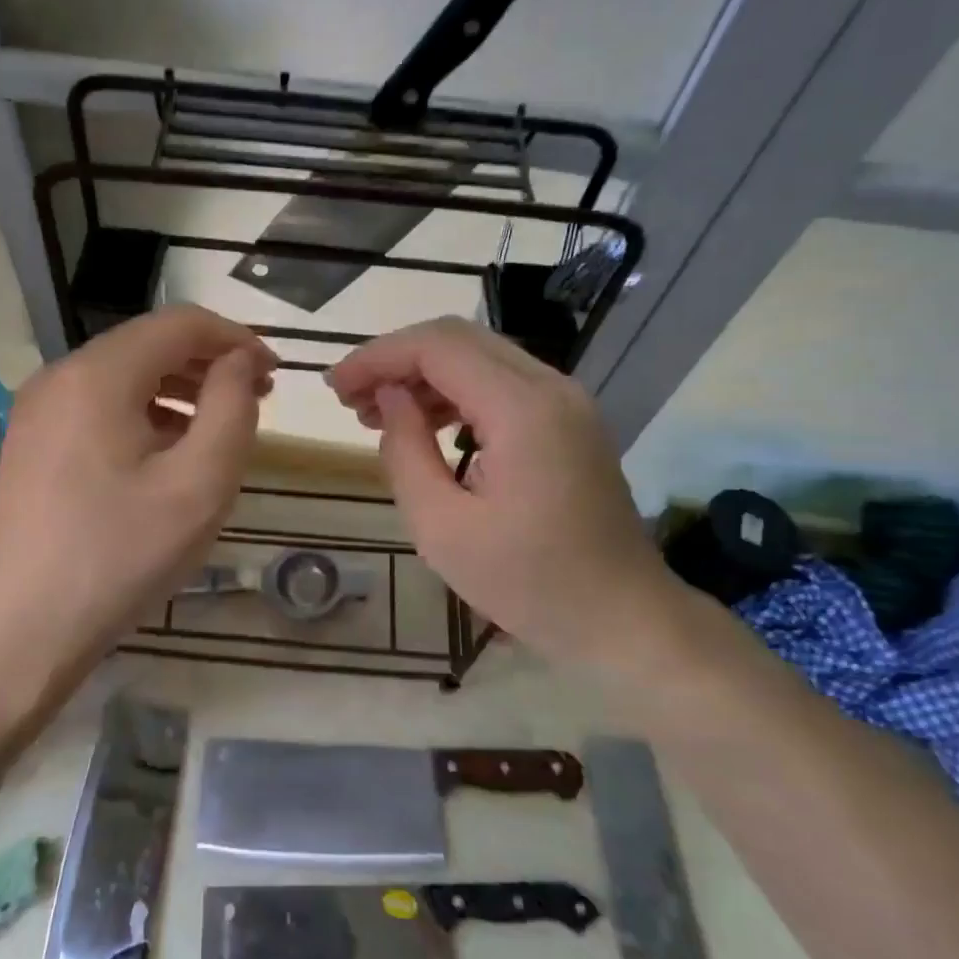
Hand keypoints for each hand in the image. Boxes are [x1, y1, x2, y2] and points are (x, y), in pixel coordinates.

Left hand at [0, 307, 273, 678]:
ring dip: (179, 389)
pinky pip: (99, 406)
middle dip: (208, 364)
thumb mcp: (199, 485)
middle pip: (149, 344)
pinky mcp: (32, 442)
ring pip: (124, 375)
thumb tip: (238, 362)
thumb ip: (231, 409)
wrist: (22, 630)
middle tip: (255, 401)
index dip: (235, 339)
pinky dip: (144, 413)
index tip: (274, 374)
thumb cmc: (119, 556)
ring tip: (218, 428)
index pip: (180, 323)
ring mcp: (38, 409)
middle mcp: (60, 376)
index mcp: (98, 374)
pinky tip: (167, 454)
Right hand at [327, 317, 677, 668]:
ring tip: (375, 413)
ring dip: (422, 374)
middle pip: (458, 339)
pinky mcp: (567, 419)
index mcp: (523, 410)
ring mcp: (565, 400)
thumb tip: (389, 398)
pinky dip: (454, 392)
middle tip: (349, 399)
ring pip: (478, 356)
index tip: (335, 387)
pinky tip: (424, 423)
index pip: (437, 347)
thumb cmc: (529, 585)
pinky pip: (500, 383)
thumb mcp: (442, 528)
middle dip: (395, 360)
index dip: (378, 356)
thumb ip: (405, 451)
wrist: (624, 618)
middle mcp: (550, 387)